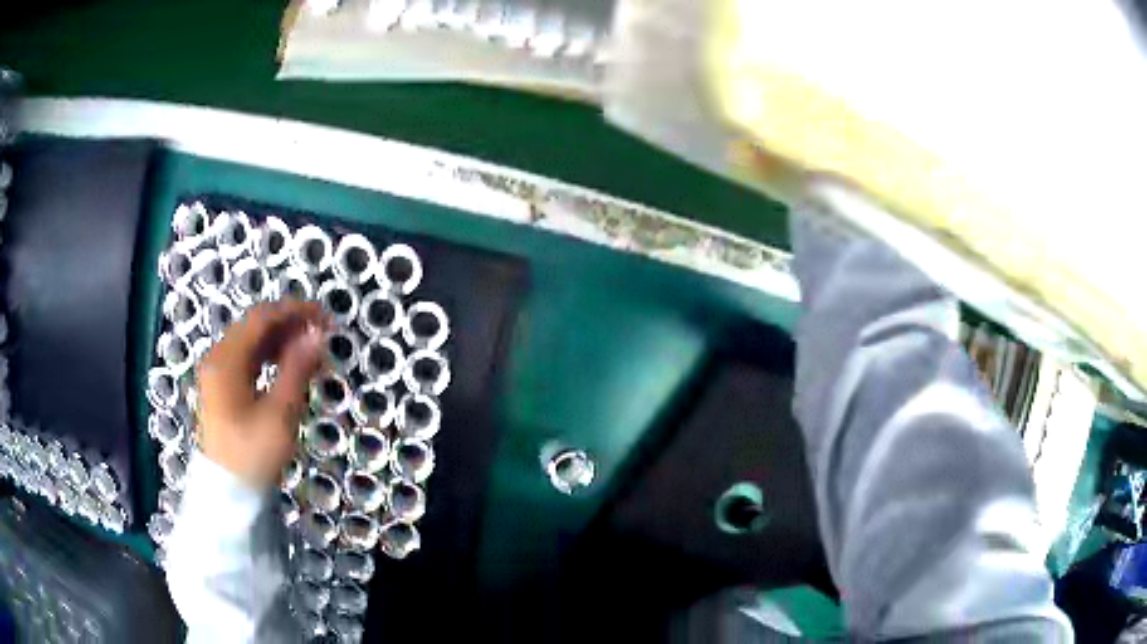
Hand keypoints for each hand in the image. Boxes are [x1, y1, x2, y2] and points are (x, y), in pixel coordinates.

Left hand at [196, 300, 327, 487]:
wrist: (227, 494)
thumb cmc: (253, 455)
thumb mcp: (279, 414)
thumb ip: (297, 369)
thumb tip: (316, 334)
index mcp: (226, 359)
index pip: (261, 318)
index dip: (294, 311)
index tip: (325, 317)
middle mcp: (217, 357)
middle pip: (254, 326)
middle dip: (288, 324)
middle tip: (321, 333)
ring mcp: (216, 372)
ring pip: (250, 342)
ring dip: (280, 340)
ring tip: (310, 350)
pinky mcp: (220, 388)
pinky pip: (245, 359)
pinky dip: (268, 356)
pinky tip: (287, 365)